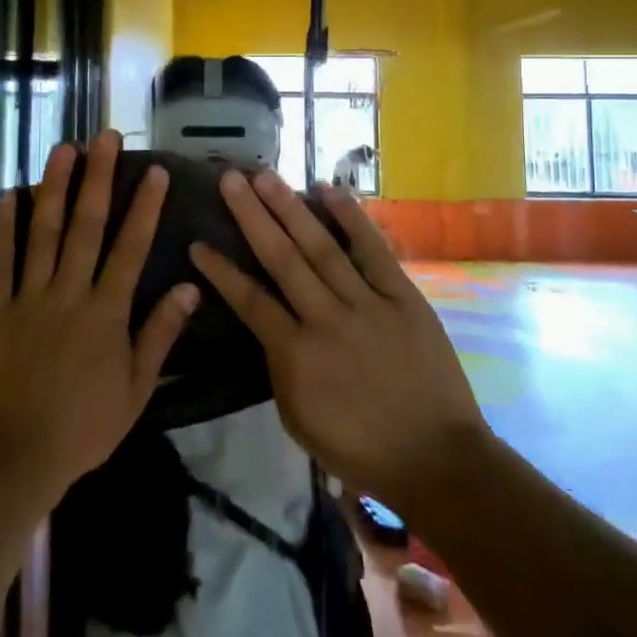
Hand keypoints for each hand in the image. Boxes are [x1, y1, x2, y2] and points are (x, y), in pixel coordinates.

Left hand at [0, 131, 198, 506]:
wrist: (15, 456)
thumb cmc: (83, 426)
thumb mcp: (136, 389)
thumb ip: (160, 334)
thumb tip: (190, 287)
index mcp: (107, 312)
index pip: (131, 247)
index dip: (144, 206)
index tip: (153, 170)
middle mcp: (70, 292)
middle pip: (86, 225)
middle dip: (98, 177)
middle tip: (104, 136)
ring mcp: (30, 297)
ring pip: (43, 232)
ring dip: (54, 187)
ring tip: (63, 149)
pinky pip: (1, 261)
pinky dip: (4, 227)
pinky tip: (9, 195)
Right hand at [189, 170, 486, 516]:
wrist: (438, 461)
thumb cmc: (360, 449)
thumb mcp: (299, 419)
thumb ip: (280, 366)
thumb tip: (271, 323)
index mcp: (297, 356)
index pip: (249, 302)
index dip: (221, 270)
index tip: (198, 242)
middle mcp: (327, 320)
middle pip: (282, 258)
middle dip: (252, 216)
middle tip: (230, 179)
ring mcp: (367, 304)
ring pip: (321, 247)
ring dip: (291, 208)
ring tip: (266, 176)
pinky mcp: (403, 298)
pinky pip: (373, 251)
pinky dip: (351, 218)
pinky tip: (329, 189)